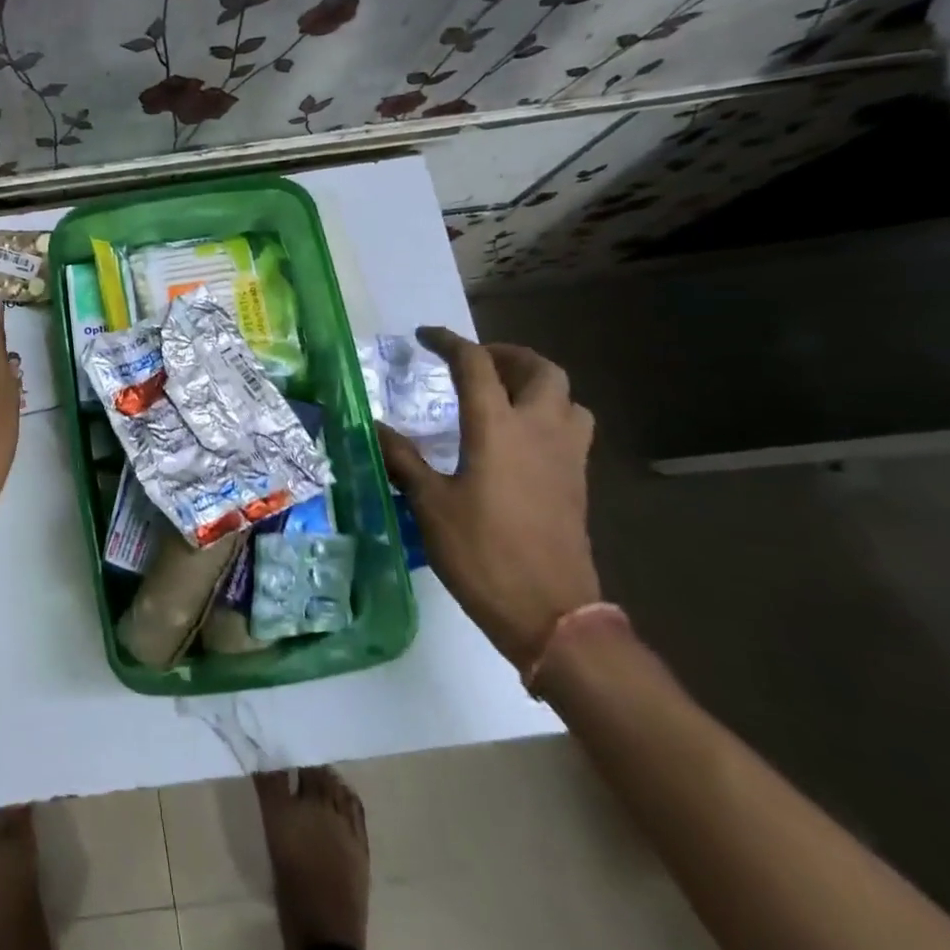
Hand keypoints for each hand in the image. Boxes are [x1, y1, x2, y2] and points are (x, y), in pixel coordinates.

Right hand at [377, 327, 598, 671]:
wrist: (551, 612)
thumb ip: (402, 459)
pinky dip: (548, 413)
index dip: (448, 343)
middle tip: (474, 361)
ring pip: (567, 397)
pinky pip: (571, 427)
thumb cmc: (482, 553)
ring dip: (536, 382)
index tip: (424, 337)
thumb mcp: (430, 504)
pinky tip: (519, 438)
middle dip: (506, 354)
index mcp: (499, 429)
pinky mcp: (576, 482)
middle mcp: (540, 430)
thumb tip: (372, 427)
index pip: (476, 365)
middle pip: (540, 370)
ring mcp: (566, 456)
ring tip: (503, 393)